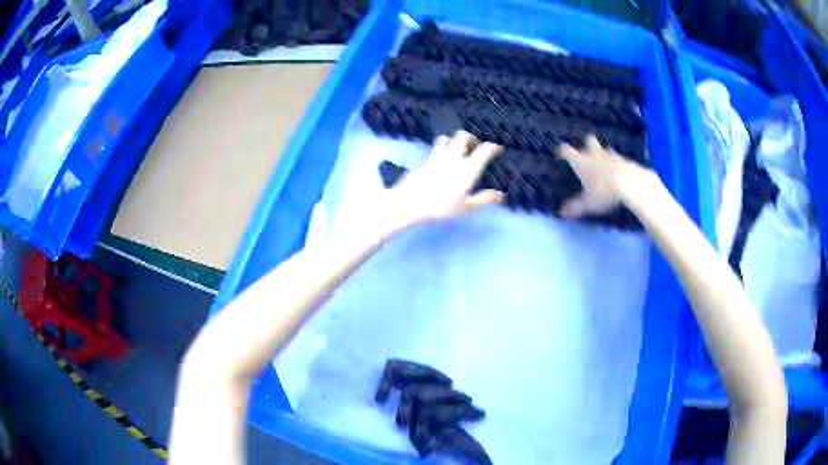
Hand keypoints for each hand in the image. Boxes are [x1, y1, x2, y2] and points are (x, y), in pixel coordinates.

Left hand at [384, 130, 504, 228]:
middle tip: (475, 146)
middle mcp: (454, 156)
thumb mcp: (466, 208)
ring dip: (454, 140)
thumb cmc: (440, 207)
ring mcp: (437, 155)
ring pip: (447, 138)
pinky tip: (441, 159)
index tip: (497, 148)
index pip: (484, 149)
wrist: (409, 202)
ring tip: (457, 150)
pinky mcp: (424, 159)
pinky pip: (436, 148)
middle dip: (471, 138)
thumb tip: (501, 195)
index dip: (493, 147)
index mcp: (468, 167)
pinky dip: (442, 149)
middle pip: (463, 136)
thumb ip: (484, 199)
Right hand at [559, 135, 648, 217]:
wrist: (630, 184)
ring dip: (604, 153)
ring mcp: (612, 156)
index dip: (564, 151)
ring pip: (606, 149)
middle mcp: (595, 155)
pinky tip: (619, 169)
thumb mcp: (588, 203)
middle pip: (589, 142)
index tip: (562, 151)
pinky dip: (617, 162)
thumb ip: (576, 207)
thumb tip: (562, 212)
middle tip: (587, 148)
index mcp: (582, 162)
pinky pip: (619, 158)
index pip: (568, 152)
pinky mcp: (626, 161)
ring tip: (604, 159)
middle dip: (587, 144)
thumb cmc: (604, 191)